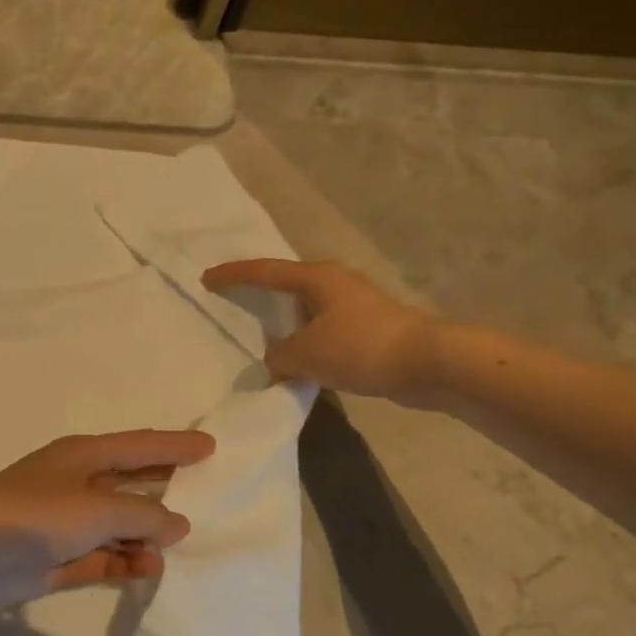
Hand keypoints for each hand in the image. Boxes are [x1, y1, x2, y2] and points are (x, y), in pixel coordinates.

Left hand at [0, 429, 214, 614]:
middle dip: (165, 487)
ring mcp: (65, 522)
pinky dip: (123, 562)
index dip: (175, 445)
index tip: (211, 446)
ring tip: (183, 545)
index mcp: (83, 456)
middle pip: (131, 482)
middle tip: (208, 494)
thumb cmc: (34, 515)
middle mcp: (76, 484)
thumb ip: (143, 516)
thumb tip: (177, 524)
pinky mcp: (56, 558)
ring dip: (145, 534)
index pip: (140, 445)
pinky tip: (149, 570)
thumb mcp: (97, 509)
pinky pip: (101, 557)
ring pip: (118, 524)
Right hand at [202, 258, 441, 397]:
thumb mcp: (306, 354)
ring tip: (260, 334)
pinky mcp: (367, 328)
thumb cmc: (361, 347)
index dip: (233, 275)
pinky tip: (296, 357)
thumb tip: (276, 361)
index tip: (207, 278)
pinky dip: (304, 339)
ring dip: (284, 321)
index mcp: (316, 278)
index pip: (264, 272)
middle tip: (232, 300)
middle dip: (259, 292)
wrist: (429, 363)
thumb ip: (280, 356)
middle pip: (286, 284)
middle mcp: (334, 284)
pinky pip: (321, 329)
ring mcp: (354, 305)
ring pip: (305, 309)